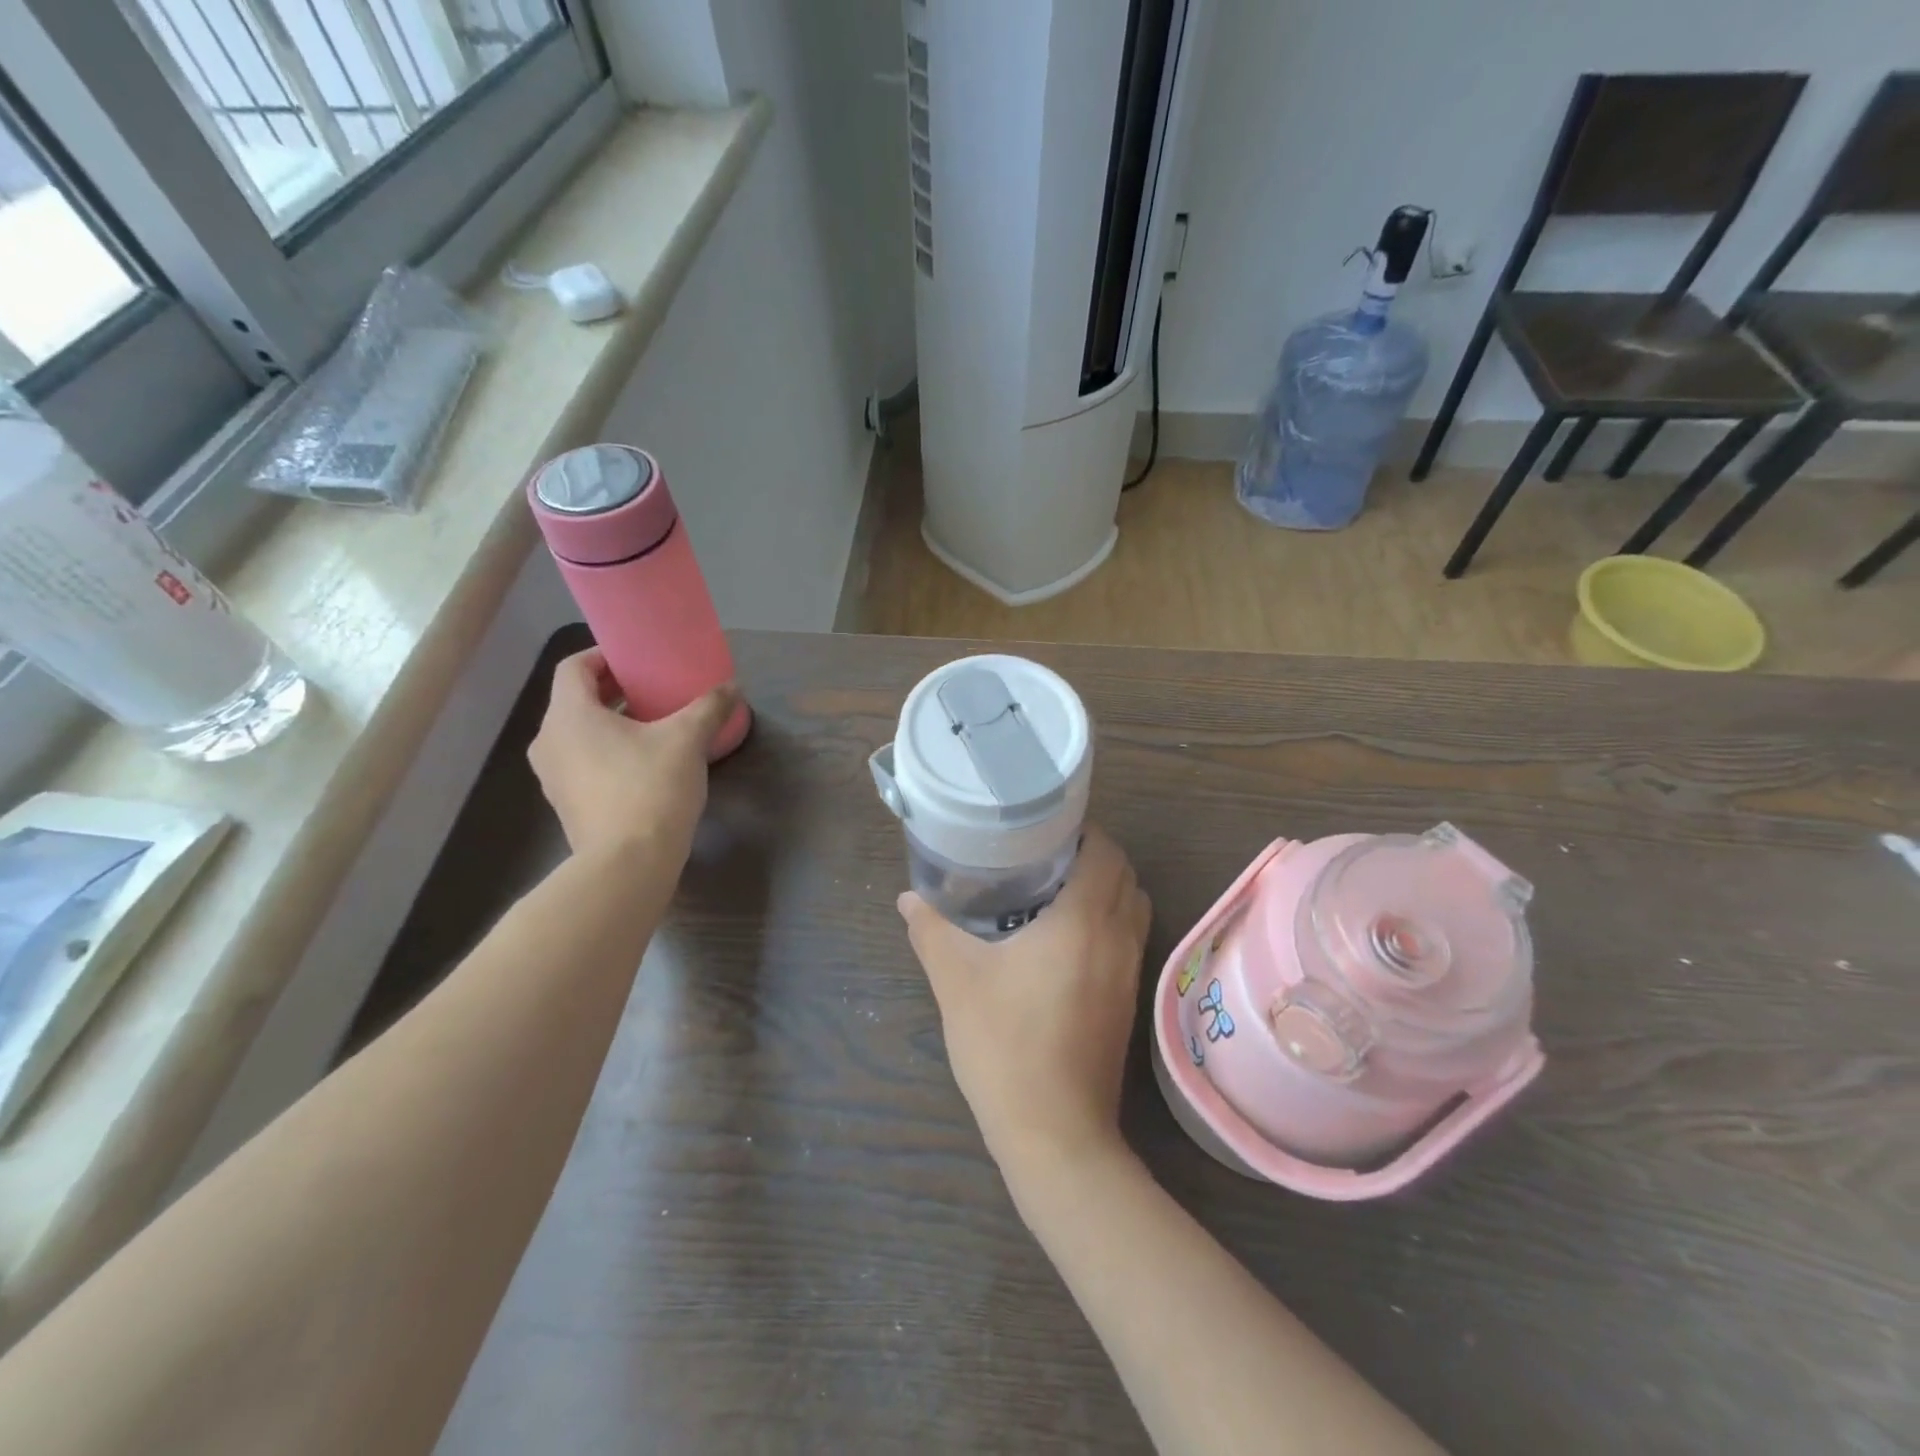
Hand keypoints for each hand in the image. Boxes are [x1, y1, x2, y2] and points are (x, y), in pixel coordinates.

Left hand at [527, 647, 737, 861]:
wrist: (627, 865)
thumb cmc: (650, 788)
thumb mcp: (687, 740)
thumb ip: (708, 707)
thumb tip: (732, 687)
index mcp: (569, 716)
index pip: (574, 667)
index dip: (604, 656)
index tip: (637, 660)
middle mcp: (549, 741)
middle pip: (575, 700)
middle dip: (613, 691)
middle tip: (652, 689)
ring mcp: (553, 777)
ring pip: (578, 734)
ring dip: (610, 724)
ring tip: (651, 726)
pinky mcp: (566, 804)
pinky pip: (583, 762)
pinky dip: (607, 752)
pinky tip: (643, 763)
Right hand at [898, 826, 1151, 1176]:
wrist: (1055, 1132)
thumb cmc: (1005, 1044)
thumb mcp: (956, 980)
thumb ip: (932, 931)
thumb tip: (908, 899)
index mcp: (1084, 920)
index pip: (1106, 853)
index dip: (1084, 831)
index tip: (1047, 828)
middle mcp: (1117, 938)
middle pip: (1125, 876)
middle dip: (1095, 856)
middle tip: (1046, 854)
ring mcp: (1129, 972)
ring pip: (1133, 908)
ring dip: (1107, 889)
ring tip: (1057, 891)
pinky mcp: (1127, 1002)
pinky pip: (1129, 940)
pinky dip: (1109, 923)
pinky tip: (1066, 941)